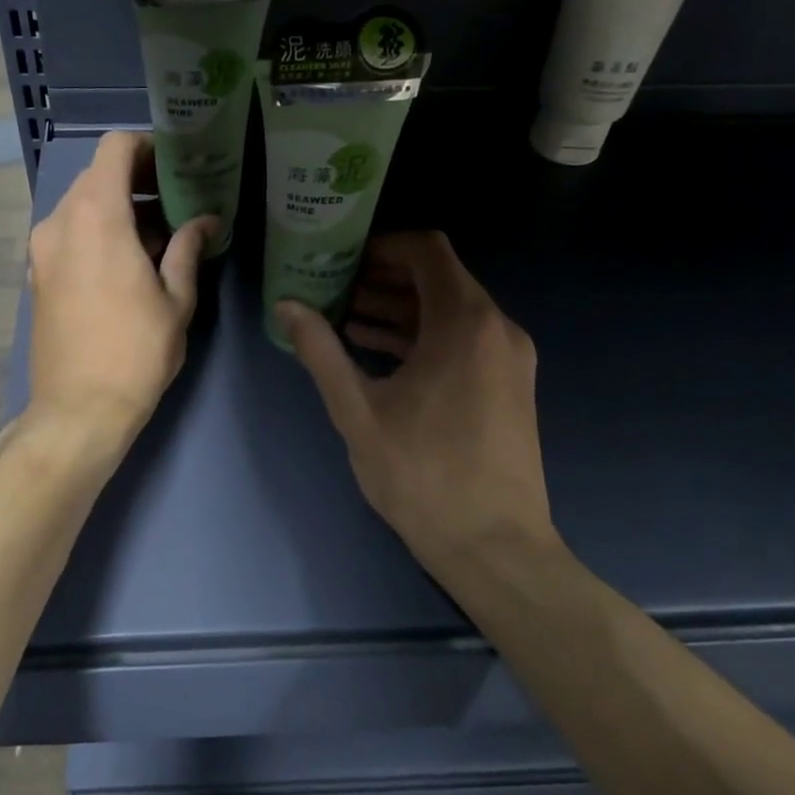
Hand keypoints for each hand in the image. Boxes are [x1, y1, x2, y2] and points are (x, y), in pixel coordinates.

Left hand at [26, 131, 217, 443]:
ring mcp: (42, 248)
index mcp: (96, 216)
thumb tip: (206, 220)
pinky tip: (129, 263)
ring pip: (83, 204)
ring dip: (120, 208)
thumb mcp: (176, 299)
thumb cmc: (136, 352)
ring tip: (159, 238)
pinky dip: (99, 231)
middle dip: (139, 181)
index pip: (115, 148)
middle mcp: (60, 221)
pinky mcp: (37, 273)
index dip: (148, 147)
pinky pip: (70, 232)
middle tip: (178, 204)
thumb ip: (189, 248)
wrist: (77, 410)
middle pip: (99, 175)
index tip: (177, 168)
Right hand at [276, 232, 559, 573]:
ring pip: (450, 310)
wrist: (496, 548)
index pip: (427, 250)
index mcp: (465, 323)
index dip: (382, 246)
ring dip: (400, 308)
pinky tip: (377, 351)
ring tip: (345, 318)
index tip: (342, 259)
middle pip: (438, 277)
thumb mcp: (358, 411)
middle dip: (383, 278)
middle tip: (334, 287)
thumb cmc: (423, 475)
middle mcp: (496, 328)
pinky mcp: (508, 384)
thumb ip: (320, 351)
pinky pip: (462, 340)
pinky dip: (422, 336)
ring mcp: (508, 357)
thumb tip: (286, 306)